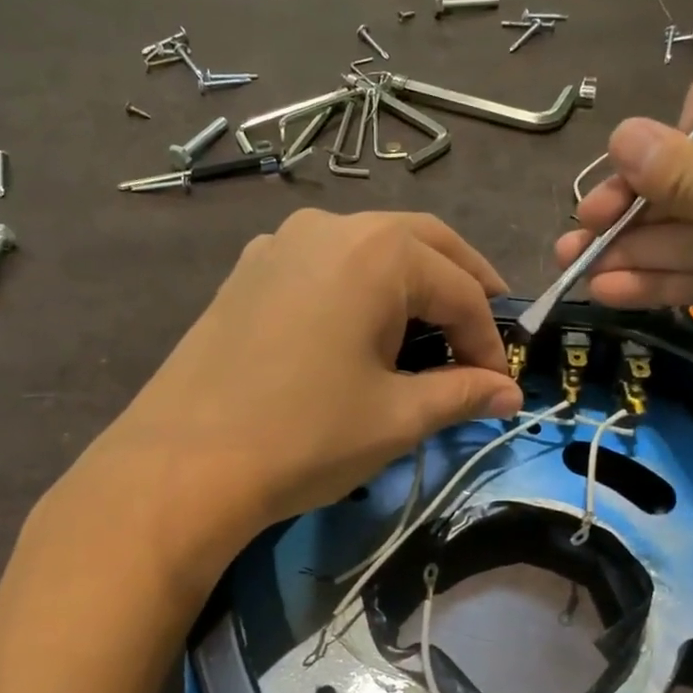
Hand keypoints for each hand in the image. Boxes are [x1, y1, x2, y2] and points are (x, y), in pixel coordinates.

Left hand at [77, 210, 523, 566]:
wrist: (183, 465)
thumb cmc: (305, 436)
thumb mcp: (396, 417)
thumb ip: (462, 394)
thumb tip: (510, 395)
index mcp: (377, 251)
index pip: (460, 289)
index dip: (489, 340)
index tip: (500, 386)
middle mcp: (330, 227)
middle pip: (420, 244)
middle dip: (462, 285)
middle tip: (485, 329)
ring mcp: (280, 243)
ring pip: (369, 248)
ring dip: (410, 281)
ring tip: (429, 330)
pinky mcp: (248, 271)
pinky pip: (324, 265)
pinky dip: (360, 287)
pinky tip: (360, 327)